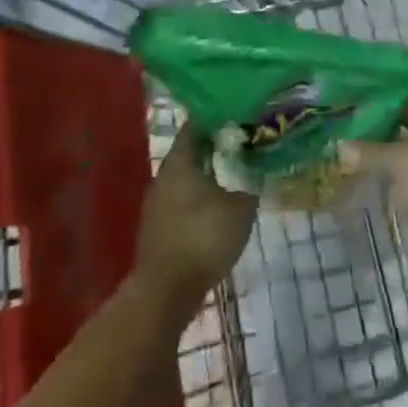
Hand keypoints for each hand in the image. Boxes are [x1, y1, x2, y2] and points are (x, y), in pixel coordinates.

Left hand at [135, 123, 257, 308]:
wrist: (167, 289)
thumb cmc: (204, 237)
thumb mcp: (241, 209)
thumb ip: (249, 188)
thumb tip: (252, 179)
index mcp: (180, 161)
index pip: (194, 127)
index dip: (214, 119)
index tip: (234, 117)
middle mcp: (162, 176)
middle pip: (188, 154)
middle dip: (211, 150)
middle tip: (238, 148)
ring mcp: (155, 204)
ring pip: (183, 181)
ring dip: (203, 178)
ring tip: (230, 180)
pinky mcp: (155, 229)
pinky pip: (178, 204)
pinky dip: (195, 203)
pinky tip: (214, 212)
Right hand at [339, 85, 407, 251]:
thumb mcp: (398, 160)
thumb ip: (367, 151)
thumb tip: (339, 148)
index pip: (407, 72)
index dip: (380, 77)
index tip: (356, 80)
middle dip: (386, 103)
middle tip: (355, 104)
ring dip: (396, 124)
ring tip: (364, 126)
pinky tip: (384, 148)